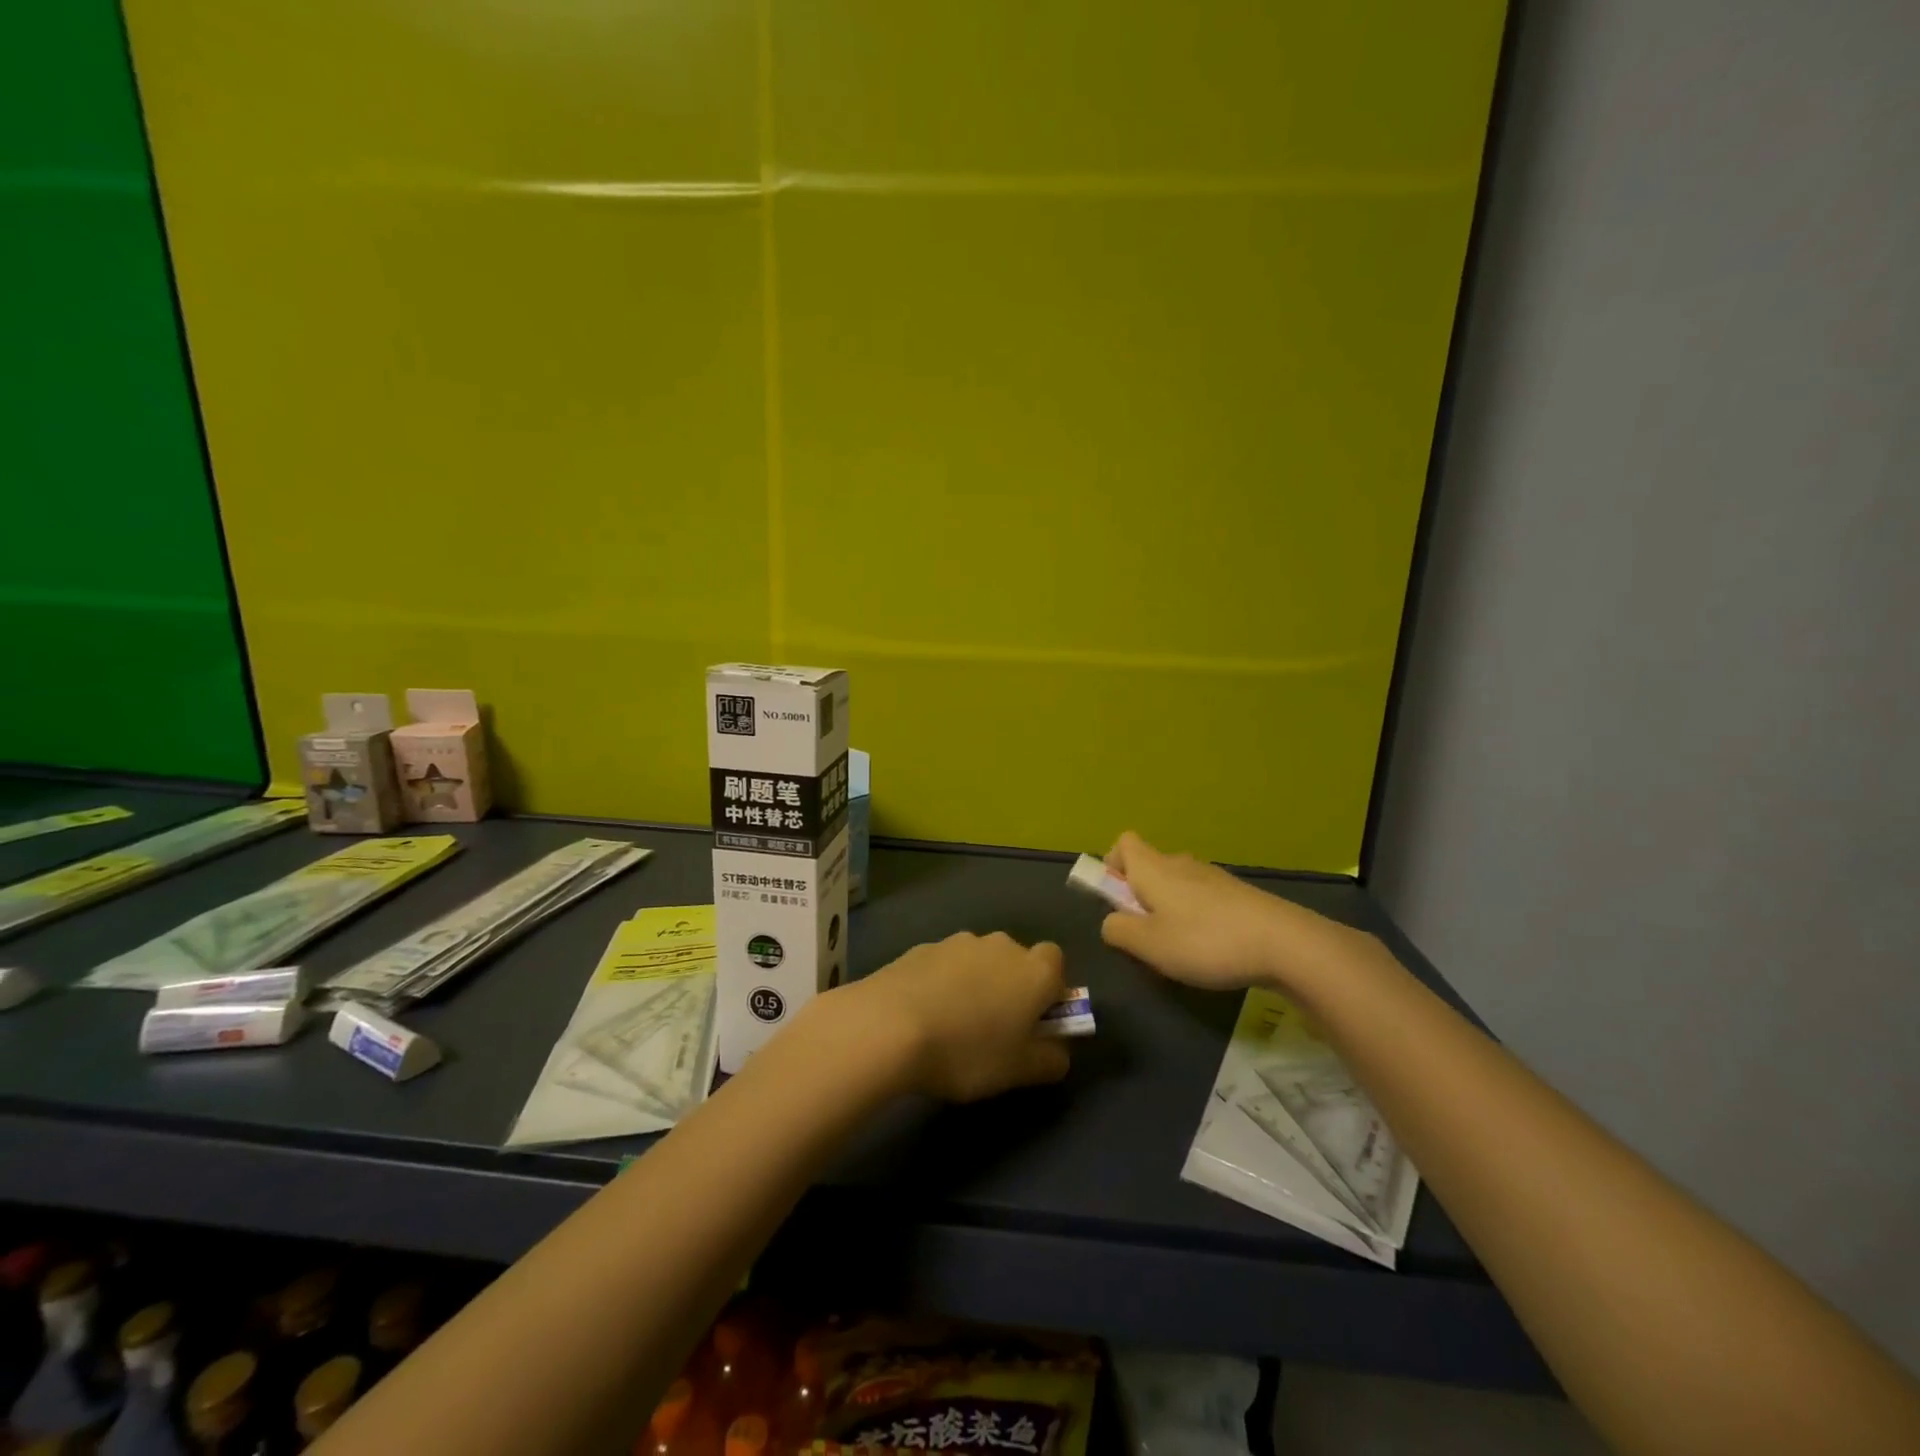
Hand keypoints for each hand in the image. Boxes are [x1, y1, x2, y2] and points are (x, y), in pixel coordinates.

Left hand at [832, 932, 1071, 1101]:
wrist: (888, 1026)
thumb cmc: (966, 1051)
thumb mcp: (1020, 1071)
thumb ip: (1051, 1058)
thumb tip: (1058, 1048)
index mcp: (1033, 971)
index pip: (1056, 963)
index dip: (1050, 991)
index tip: (1036, 1022)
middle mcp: (1000, 946)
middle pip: (1016, 960)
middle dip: (1011, 987)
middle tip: (995, 1029)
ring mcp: (958, 942)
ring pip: (979, 961)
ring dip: (975, 984)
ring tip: (953, 1025)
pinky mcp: (922, 947)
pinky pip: (944, 965)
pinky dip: (942, 984)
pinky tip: (924, 1016)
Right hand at [1099, 831, 1362, 993]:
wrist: (1284, 944)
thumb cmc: (1204, 941)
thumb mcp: (1148, 945)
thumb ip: (1118, 930)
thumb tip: (1111, 921)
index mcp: (1153, 868)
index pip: (1124, 842)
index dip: (1113, 865)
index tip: (1117, 899)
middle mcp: (1181, 864)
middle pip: (1149, 866)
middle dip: (1140, 896)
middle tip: (1146, 935)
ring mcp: (1213, 877)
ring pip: (1177, 885)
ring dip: (1169, 910)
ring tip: (1180, 950)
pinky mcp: (1238, 895)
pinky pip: (1202, 899)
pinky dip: (1197, 918)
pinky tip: (1211, 950)